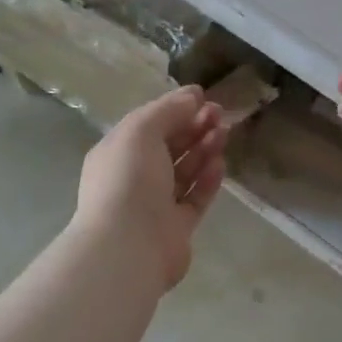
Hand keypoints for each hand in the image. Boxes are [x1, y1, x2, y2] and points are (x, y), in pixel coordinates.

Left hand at [76, 86, 229, 290]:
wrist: (129, 245)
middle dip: (193, 126)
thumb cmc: (129, 179)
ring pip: (184, 171)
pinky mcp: (177, 227)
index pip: (148, 125)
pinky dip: (207, 179)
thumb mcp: (141, 131)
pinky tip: (221, 163)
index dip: (175, 109)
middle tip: (220, 113)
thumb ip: (167, 110)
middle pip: (168, 146)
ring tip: (224, 132)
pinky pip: (195, 197)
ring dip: (204, 149)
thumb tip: (192, 95)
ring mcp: (155, 204)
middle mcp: (134, 177)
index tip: (203, 97)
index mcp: (117, 153)